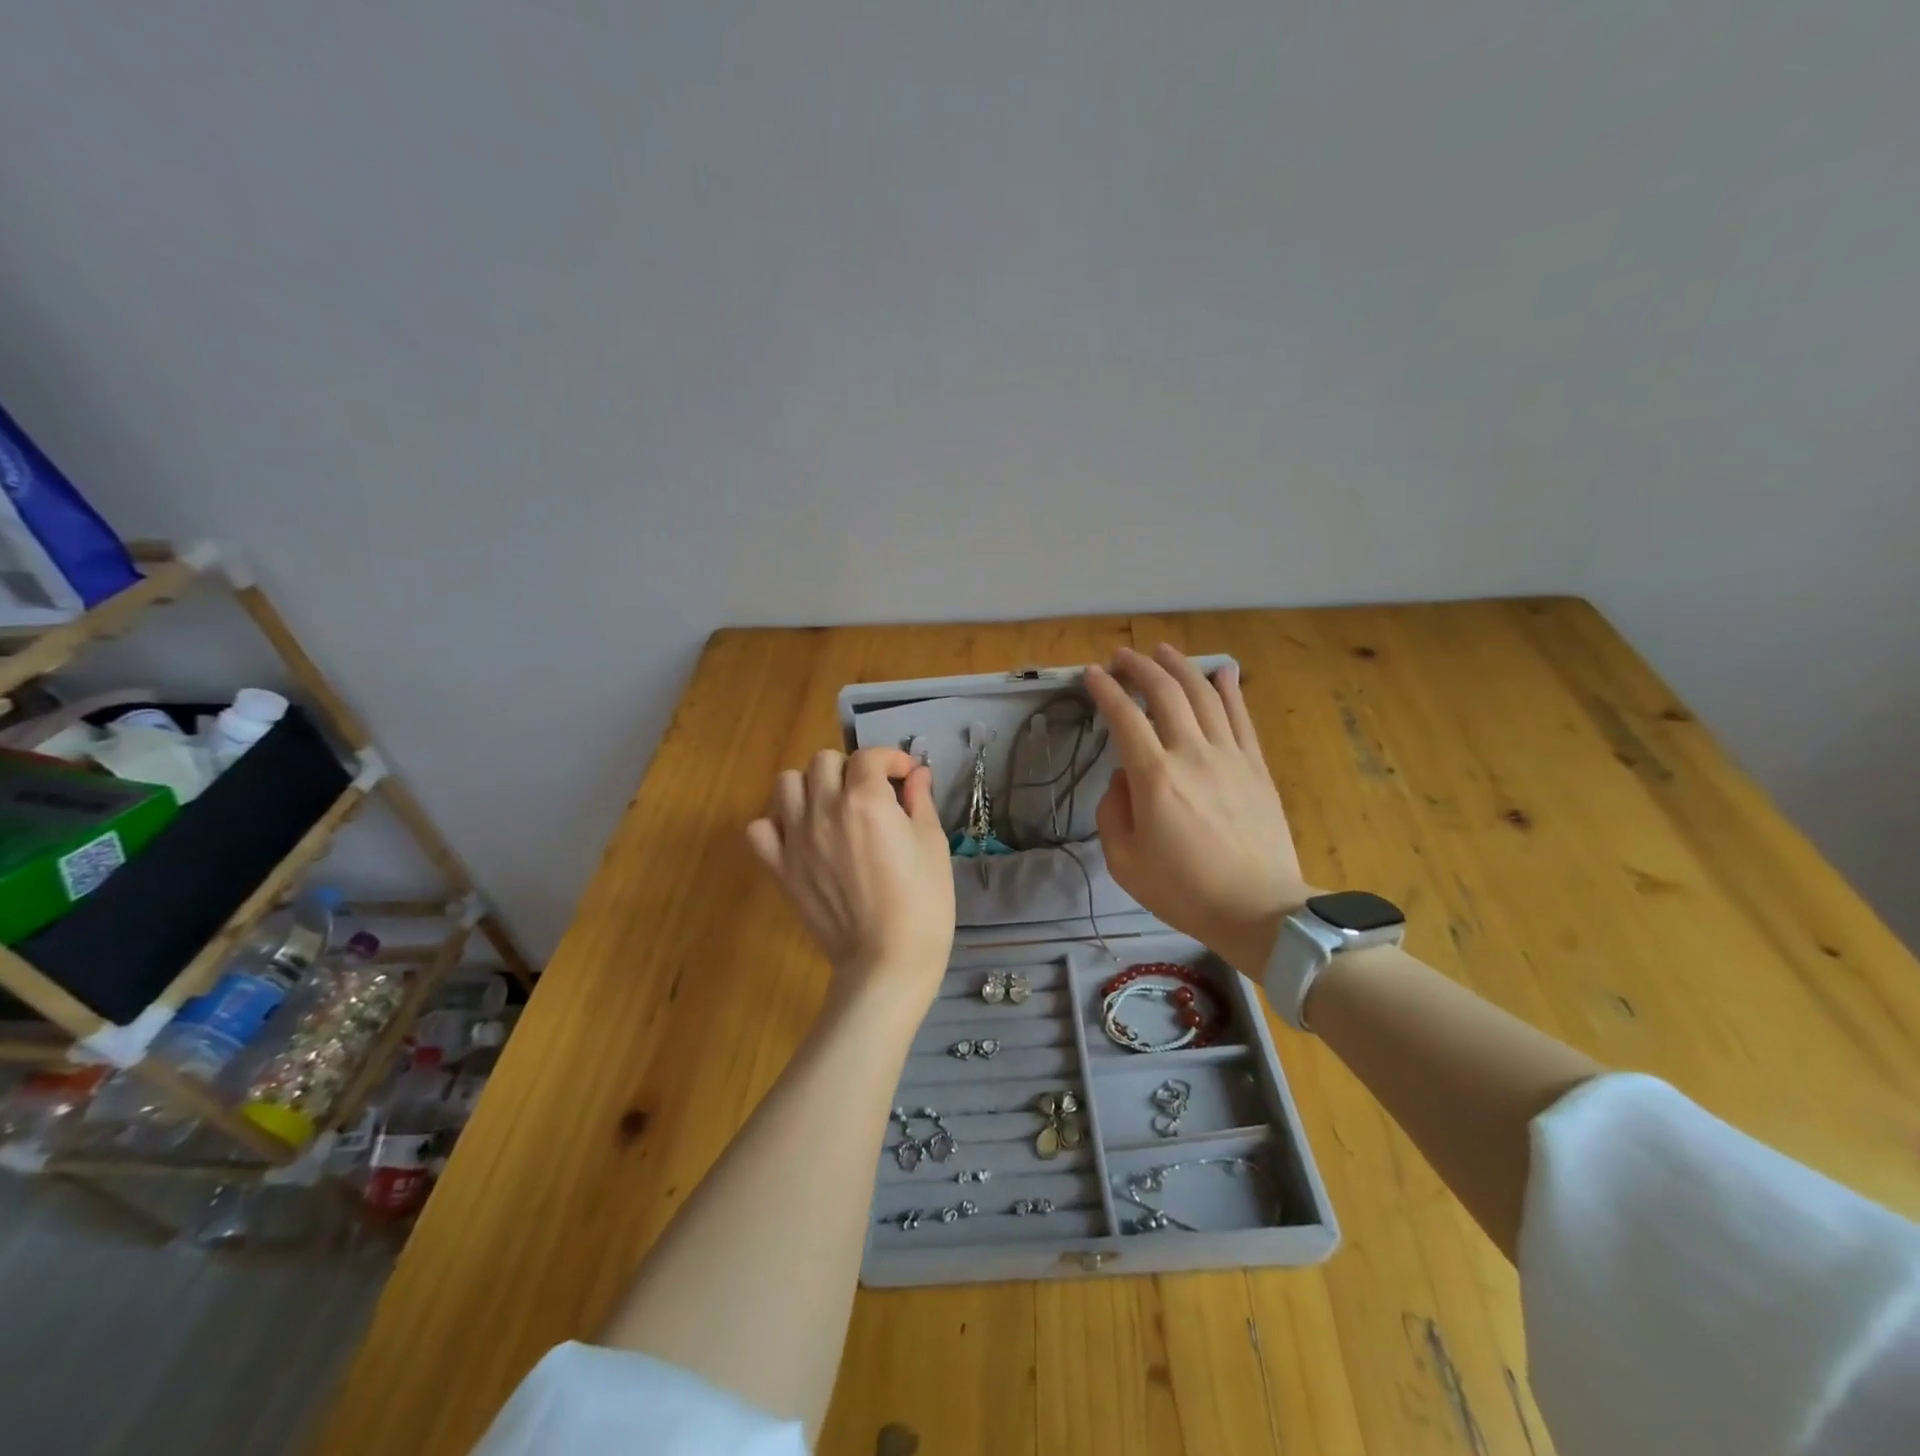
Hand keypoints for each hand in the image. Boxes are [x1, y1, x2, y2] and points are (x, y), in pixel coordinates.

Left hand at [747, 747, 955, 1005]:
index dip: (891, 760)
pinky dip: (775, 824)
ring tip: (831, 807)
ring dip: (810, 786)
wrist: (887, 961)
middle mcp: (825, 809)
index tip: (904, 776)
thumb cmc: (923, 903)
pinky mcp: (780, 868)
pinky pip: (759, 829)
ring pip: (786, 783)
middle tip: (869, 793)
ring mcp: (796, 839)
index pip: (870, 757)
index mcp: (867, 801)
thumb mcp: (933, 846)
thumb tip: (916, 774)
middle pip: (823, 761)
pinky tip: (799, 835)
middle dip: (850, 768)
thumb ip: (919, 802)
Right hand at [1085, 645, 1310, 975]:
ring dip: (1180, 666)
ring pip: (1204, 694)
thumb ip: (1112, 812)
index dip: (1106, 691)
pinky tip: (1222, 671)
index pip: (1125, 717)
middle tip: (1121, 657)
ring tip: (1162, 651)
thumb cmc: (1184, 890)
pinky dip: (1229, 689)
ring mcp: (1230, 756)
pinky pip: (1241, 717)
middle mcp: (1192, 753)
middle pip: (1165, 693)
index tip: (1091, 675)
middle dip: (1139, 667)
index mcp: (1154, 777)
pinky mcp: (1256, 766)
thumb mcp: (1124, 861)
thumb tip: (1122, 777)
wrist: (1258, 909)